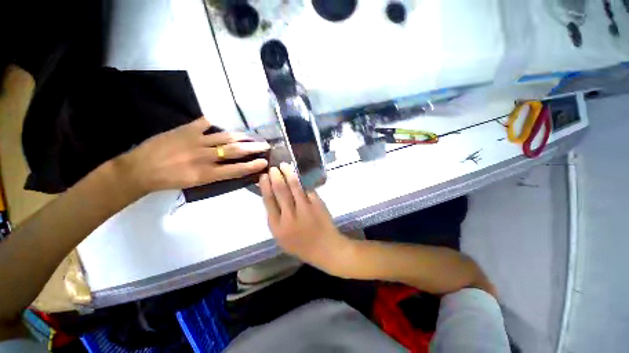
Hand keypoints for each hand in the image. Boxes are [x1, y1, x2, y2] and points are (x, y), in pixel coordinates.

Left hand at [119, 117, 268, 192]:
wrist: (140, 170)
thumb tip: (232, 166)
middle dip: (253, 148)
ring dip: (241, 135)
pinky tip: (218, 122)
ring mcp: (195, 141)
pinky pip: (204, 123)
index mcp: (207, 174)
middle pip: (235, 151)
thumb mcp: (195, 182)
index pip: (236, 169)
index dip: (252, 165)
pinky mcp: (185, 130)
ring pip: (225, 136)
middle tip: (265, 145)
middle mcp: (205, 157)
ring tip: (251, 135)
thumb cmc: (169, 180)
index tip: (264, 161)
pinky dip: (213, 122)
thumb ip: (215, 174)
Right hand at [259, 163, 352, 275]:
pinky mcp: (317, 204)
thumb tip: (271, 196)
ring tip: (285, 165)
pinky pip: (307, 190)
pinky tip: (299, 177)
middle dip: (276, 177)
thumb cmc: (301, 245)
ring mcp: (305, 209)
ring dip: (288, 174)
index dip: (265, 187)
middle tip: (273, 168)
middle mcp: (289, 217)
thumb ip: (276, 218)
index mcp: (278, 227)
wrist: (325, 248)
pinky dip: (302, 183)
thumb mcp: (281, 237)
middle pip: (280, 191)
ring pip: (294, 187)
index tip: (263, 176)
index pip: (269, 202)